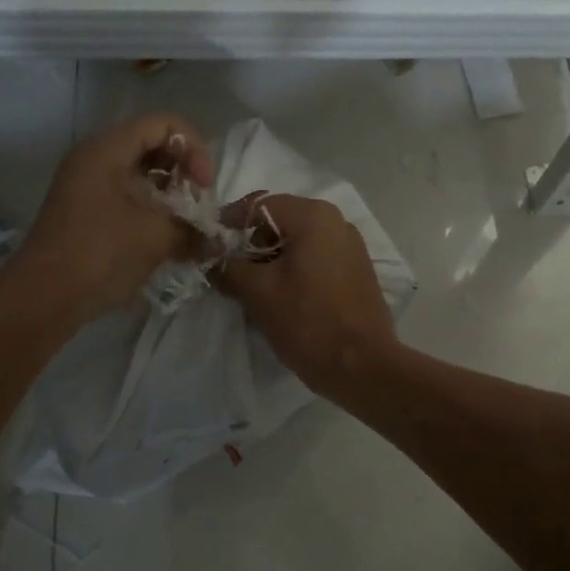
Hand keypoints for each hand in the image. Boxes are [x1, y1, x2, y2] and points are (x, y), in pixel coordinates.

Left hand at [15, 113, 213, 322]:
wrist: (44, 298)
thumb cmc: (100, 254)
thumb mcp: (156, 237)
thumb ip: (193, 229)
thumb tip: (216, 237)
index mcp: (108, 149)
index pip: (165, 124)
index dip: (194, 149)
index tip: (203, 187)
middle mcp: (96, 157)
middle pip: (153, 144)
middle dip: (184, 170)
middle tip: (197, 204)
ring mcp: (89, 184)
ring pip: (142, 171)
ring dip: (171, 192)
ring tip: (186, 223)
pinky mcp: (88, 209)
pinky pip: (129, 194)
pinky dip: (153, 207)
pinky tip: (167, 236)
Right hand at [218, 193, 399, 398]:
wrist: (362, 366)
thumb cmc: (307, 321)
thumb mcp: (258, 292)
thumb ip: (227, 265)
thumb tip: (208, 253)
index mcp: (313, 216)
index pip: (259, 204)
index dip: (228, 222)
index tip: (207, 244)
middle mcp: (336, 221)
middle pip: (280, 220)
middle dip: (250, 242)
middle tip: (228, 269)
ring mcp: (350, 245)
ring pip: (298, 240)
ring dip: (271, 257)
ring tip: (252, 286)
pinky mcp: (356, 270)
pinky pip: (316, 257)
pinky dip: (294, 268)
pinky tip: (281, 295)